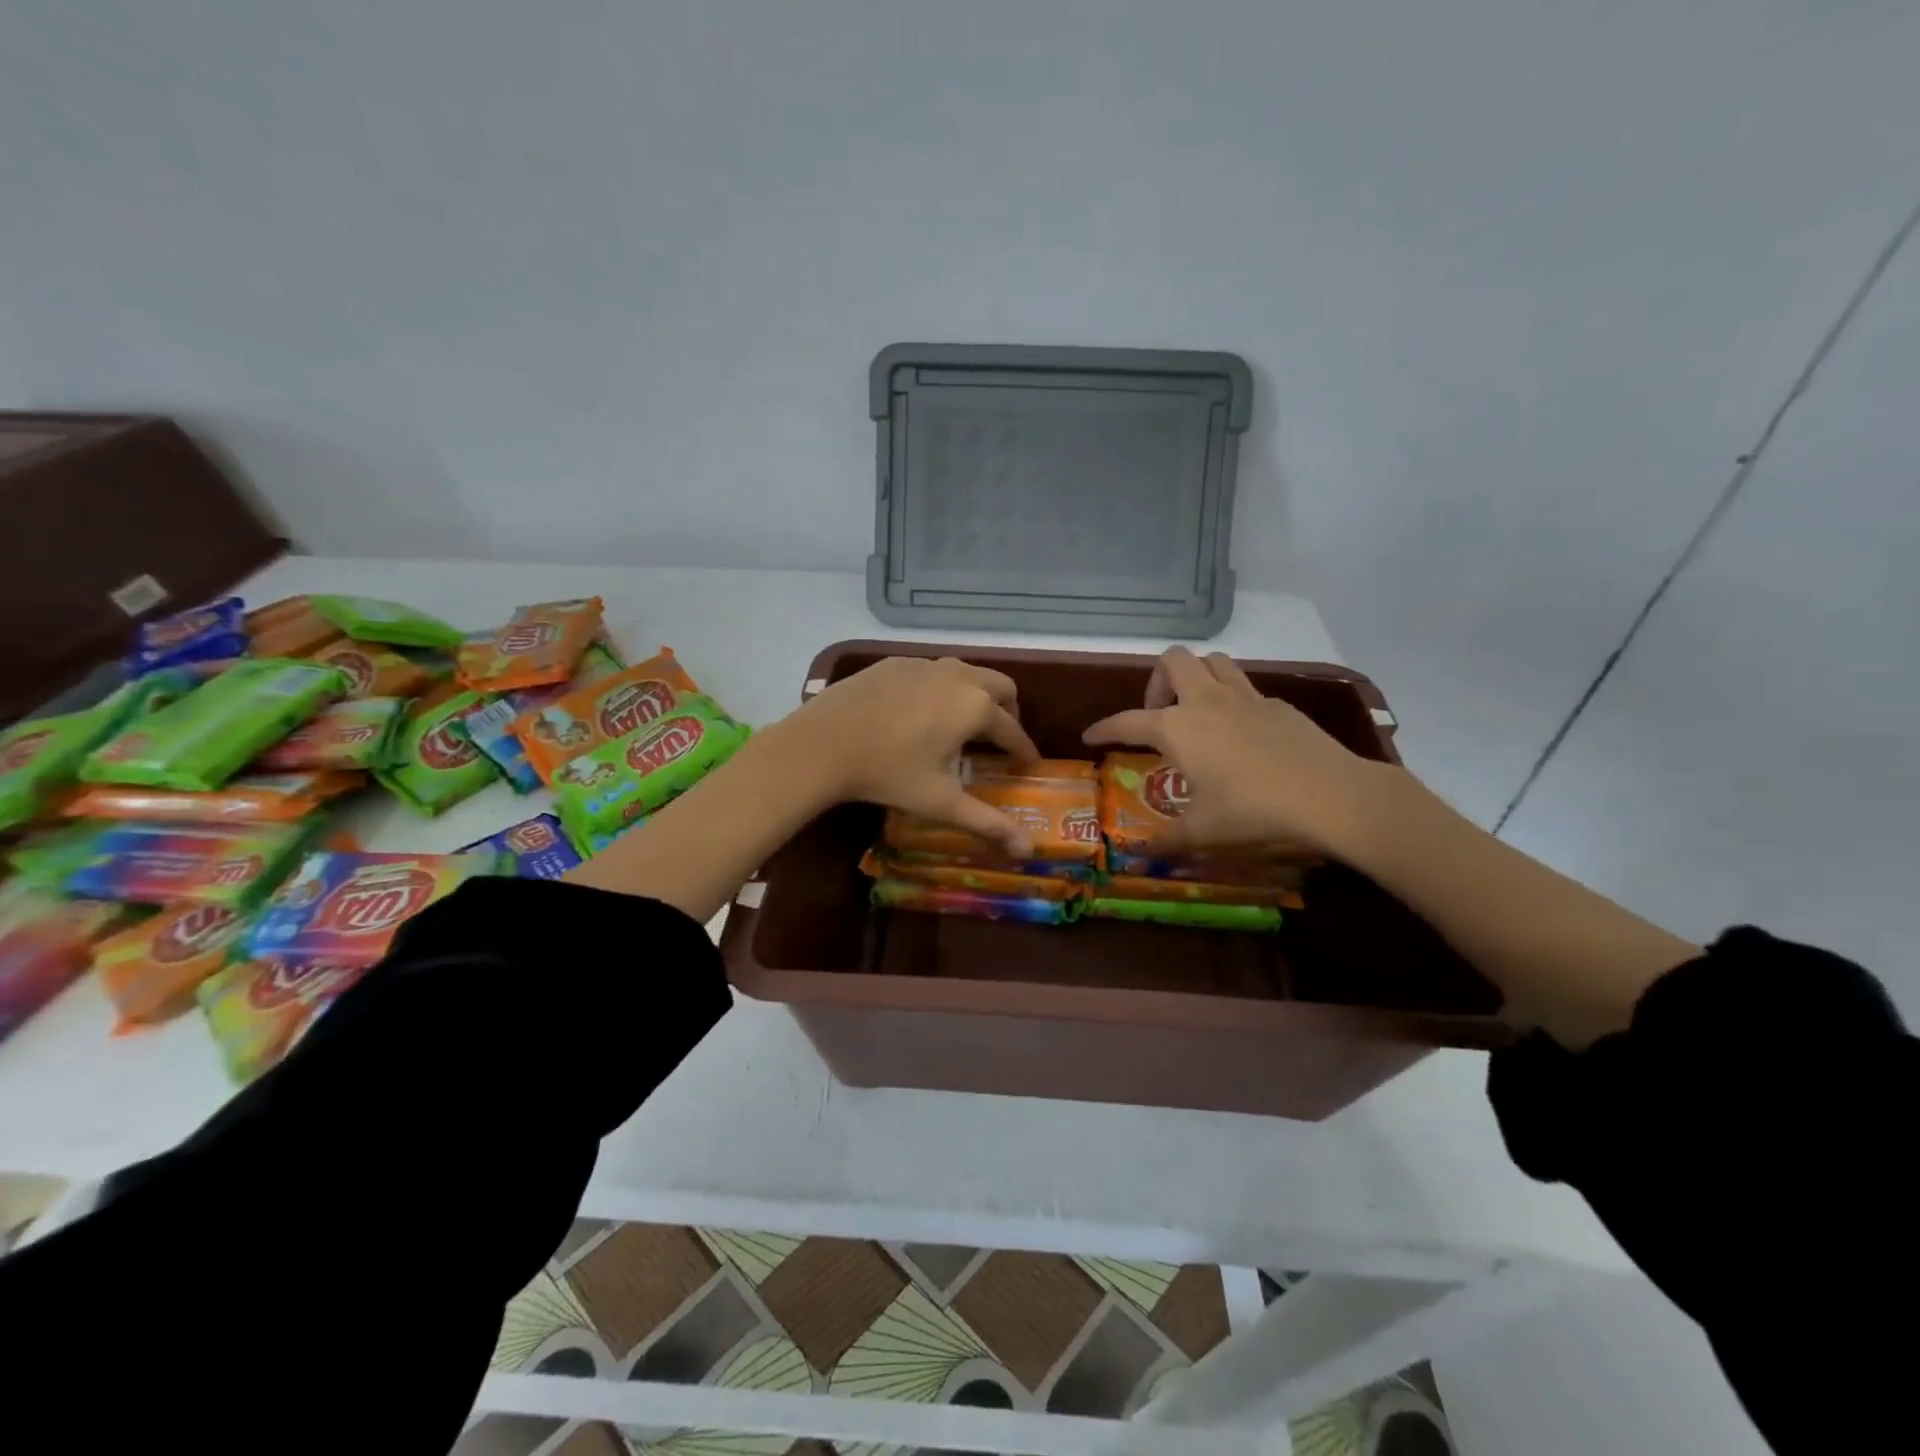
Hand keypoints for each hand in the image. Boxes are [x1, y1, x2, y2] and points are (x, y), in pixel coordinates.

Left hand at [780, 656, 1043, 854]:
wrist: (821, 744)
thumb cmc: (888, 774)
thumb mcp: (941, 802)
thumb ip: (988, 823)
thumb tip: (1027, 851)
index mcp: (975, 706)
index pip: (1012, 729)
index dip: (1023, 749)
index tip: (1029, 763)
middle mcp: (957, 676)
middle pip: (1000, 686)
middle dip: (1008, 711)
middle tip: (1000, 739)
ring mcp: (923, 665)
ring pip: (966, 672)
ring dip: (976, 695)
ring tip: (964, 724)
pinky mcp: (894, 663)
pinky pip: (931, 671)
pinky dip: (941, 688)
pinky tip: (921, 712)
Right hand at [1081, 646, 1379, 856]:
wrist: (1328, 795)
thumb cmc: (1251, 811)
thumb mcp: (1201, 832)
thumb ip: (1166, 841)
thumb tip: (1139, 856)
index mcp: (1176, 727)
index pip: (1126, 721)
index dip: (1104, 728)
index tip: (1091, 735)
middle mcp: (1205, 701)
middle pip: (1172, 661)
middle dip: (1157, 681)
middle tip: (1159, 715)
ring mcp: (1245, 697)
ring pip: (1212, 662)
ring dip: (1196, 677)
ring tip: (1196, 712)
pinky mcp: (1278, 704)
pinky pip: (1245, 688)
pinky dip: (1232, 700)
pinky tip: (1241, 733)